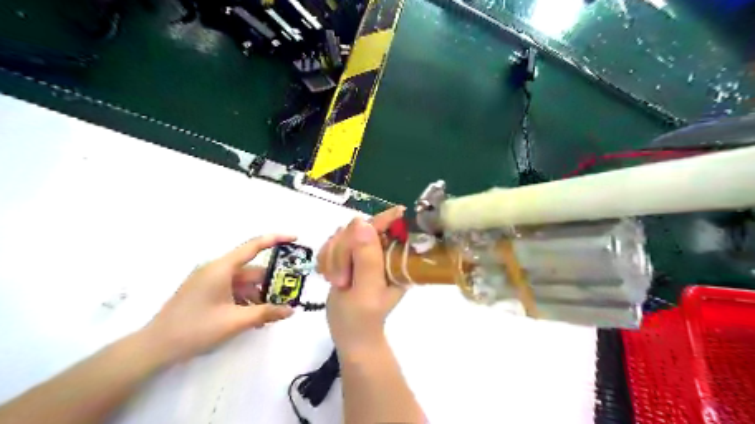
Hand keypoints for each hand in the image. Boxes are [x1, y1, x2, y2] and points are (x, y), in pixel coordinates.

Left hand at [140, 234, 294, 362]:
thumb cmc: (195, 329)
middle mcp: (216, 269)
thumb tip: (291, 310)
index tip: (295, 238)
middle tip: (287, 295)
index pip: (254, 246)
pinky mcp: (205, 291)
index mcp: (222, 268)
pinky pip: (232, 290)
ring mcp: (209, 280)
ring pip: (243, 282)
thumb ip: (266, 313)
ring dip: (258, 295)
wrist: (154, 348)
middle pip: (251, 270)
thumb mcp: (235, 321)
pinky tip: (252, 317)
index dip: (276, 239)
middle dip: (269, 283)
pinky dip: (245, 300)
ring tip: (269, 314)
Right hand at [321, 208, 409, 359]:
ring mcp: (365, 248)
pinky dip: (325, 258)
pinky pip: (331, 242)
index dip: (376, 223)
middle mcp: (383, 248)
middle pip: (358, 227)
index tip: (357, 231)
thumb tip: (362, 222)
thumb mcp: (367, 290)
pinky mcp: (349, 252)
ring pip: (341, 234)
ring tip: (338, 282)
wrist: (349, 331)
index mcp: (397, 256)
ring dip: (333, 258)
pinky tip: (329, 275)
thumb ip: (367, 258)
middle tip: (342, 280)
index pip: (389, 225)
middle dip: (343, 252)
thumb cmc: (362, 318)